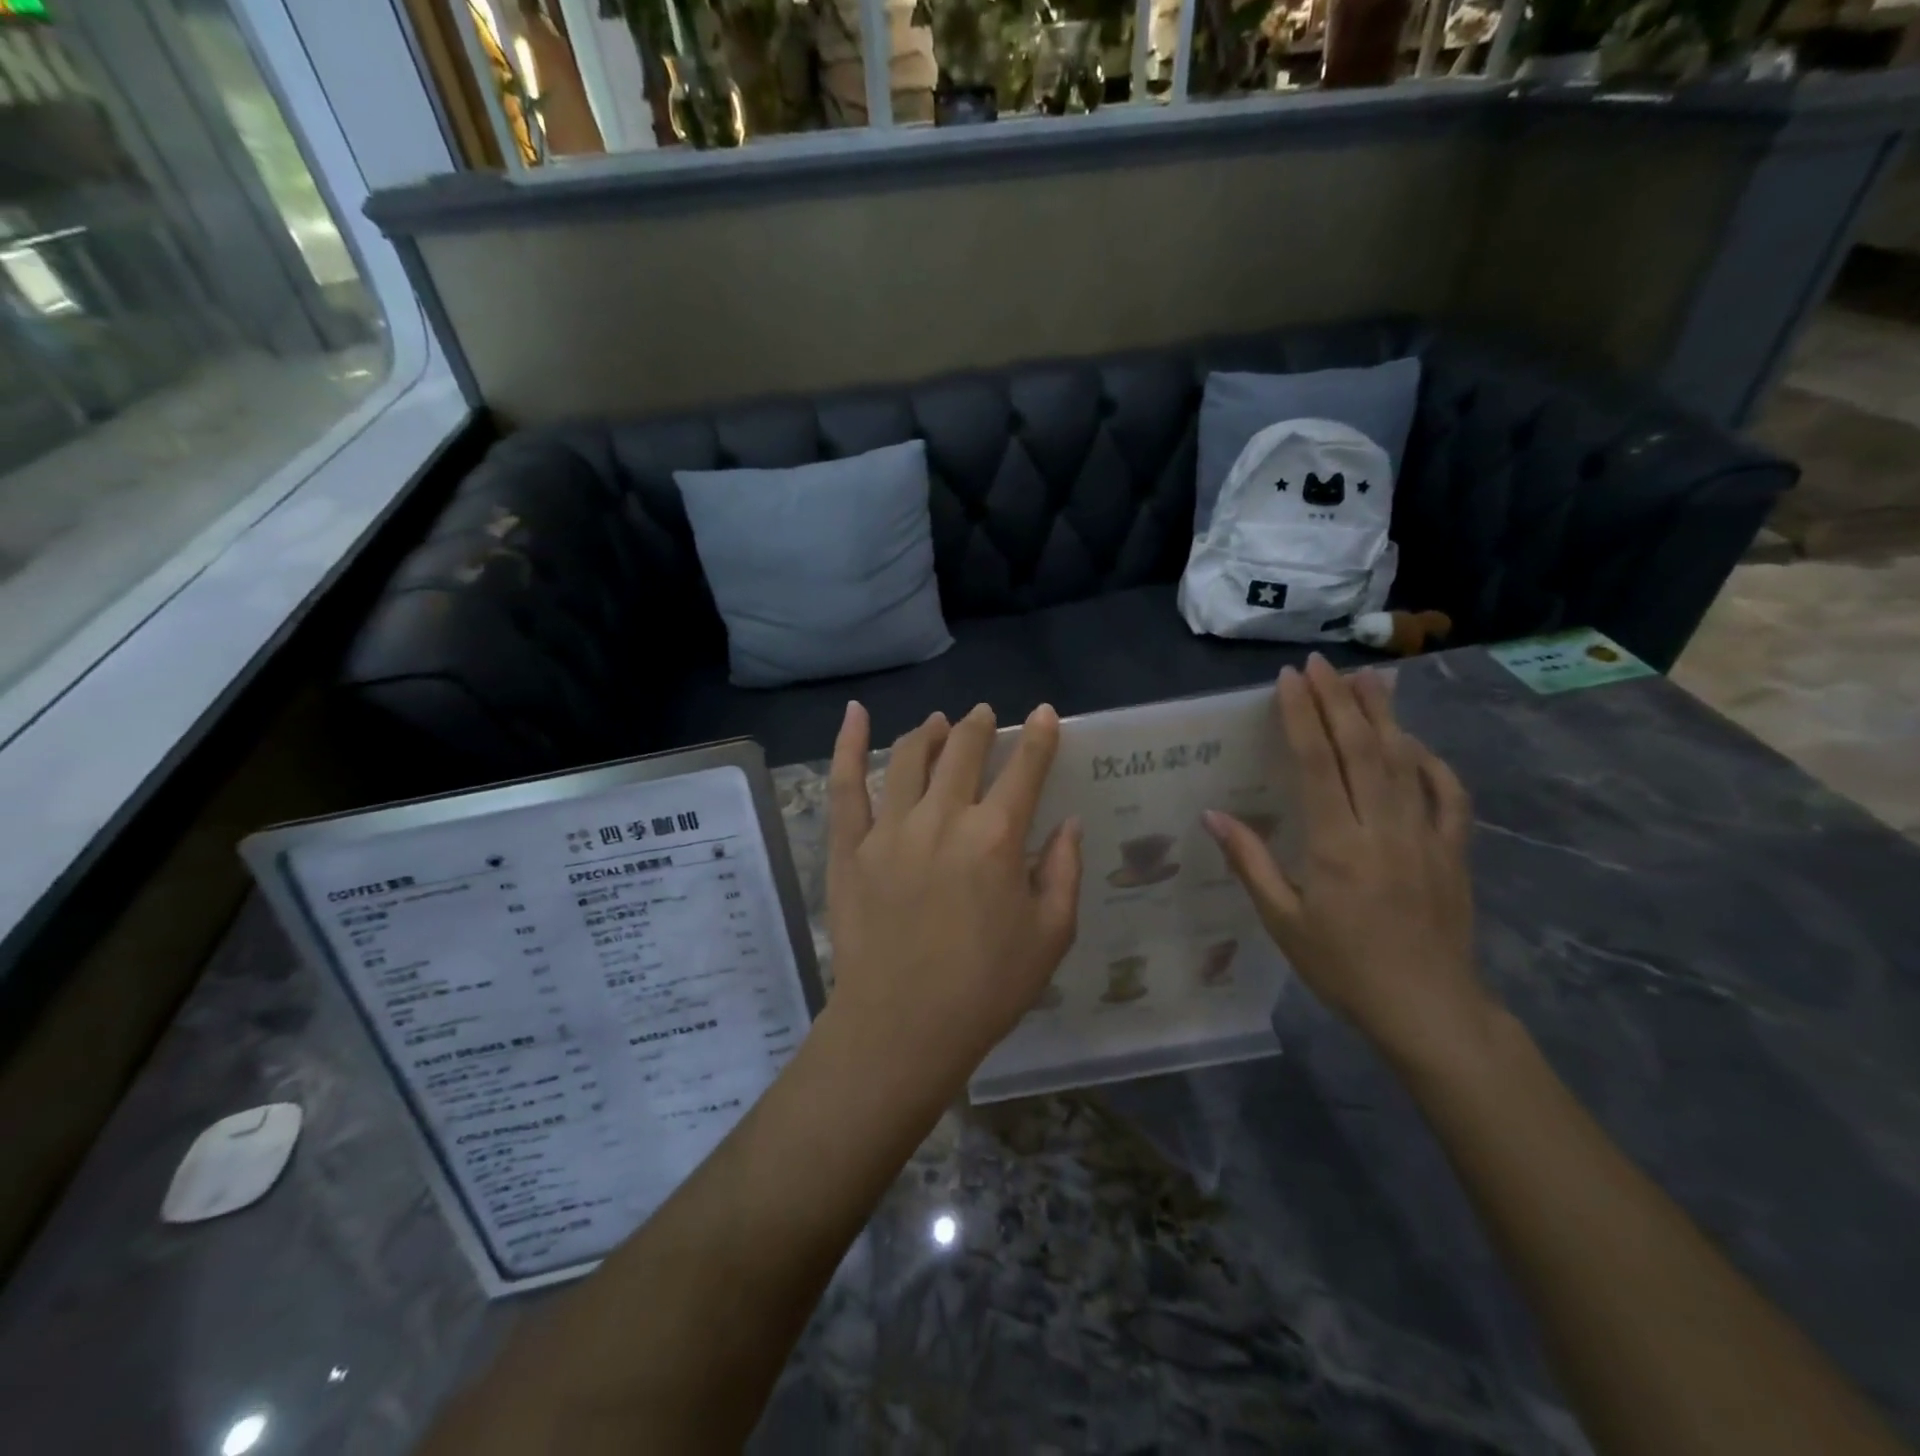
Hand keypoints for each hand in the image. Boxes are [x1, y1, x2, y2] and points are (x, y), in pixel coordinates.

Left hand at [824, 701, 1082, 1092]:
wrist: (903, 1027)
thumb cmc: (986, 988)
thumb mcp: (1051, 935)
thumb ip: (1064, 871)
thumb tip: (1069, 823)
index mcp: (996, 837)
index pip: (1025, 769)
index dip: (1039, 737)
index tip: (1045, 714)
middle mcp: (943, 818)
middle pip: (963, 751)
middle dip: (980, 726)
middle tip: (985, 717)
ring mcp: (889, 828)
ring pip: (910, 757)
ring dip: (930, 732)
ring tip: (939, 722)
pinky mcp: (849, 846)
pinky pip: (846, 784)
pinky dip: (849, 744)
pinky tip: (855, 715)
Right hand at [1204, 655, 1490, 1069]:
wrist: (1428, 1010)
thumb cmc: (1344, 968)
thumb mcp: (1284, 923)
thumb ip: (1251, 863)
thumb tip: (1213, 815)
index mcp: (1336, 845)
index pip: (1317, 763)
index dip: (1302, 716)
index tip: (1289, 680)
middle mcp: (1382, 828)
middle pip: (1361, 749)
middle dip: (1338, 700)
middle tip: (1321, 664)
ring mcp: (1425, 835)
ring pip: (1405, 760)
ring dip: (1384, 715)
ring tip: (1367, 678)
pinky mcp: (1454, 850)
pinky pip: (1448, 794)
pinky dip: (1431, 762)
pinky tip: (1415, 743)